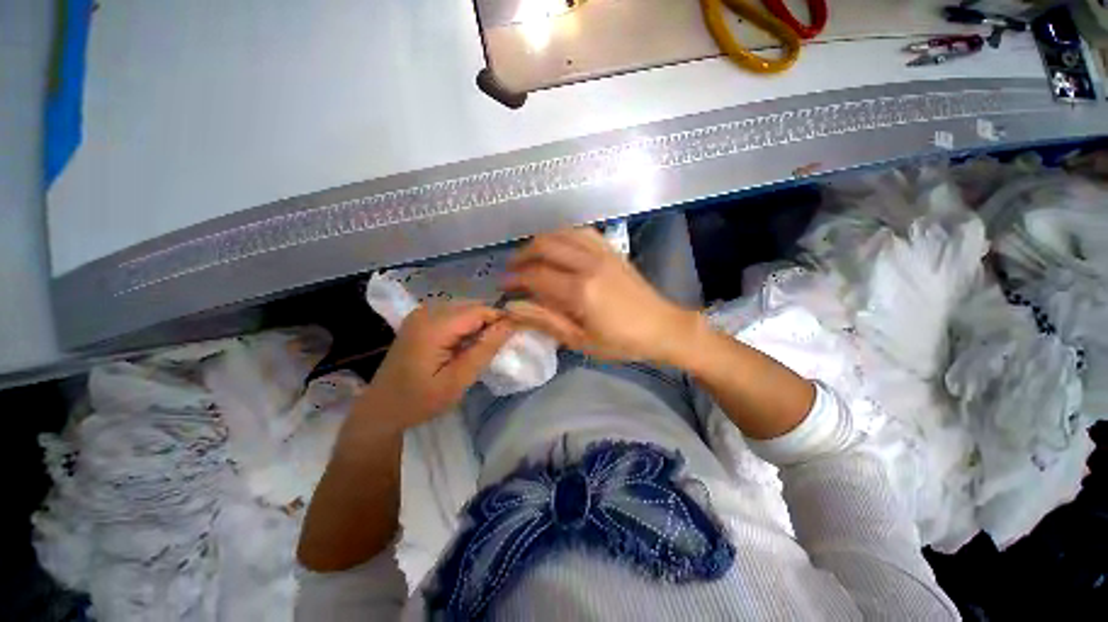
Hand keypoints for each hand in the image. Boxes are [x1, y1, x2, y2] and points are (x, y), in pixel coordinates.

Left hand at [356, 302, 515, 432]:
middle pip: (471, 305)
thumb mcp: (458, 380)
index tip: (514, 336)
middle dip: (489, 322)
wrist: (381, 409)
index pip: (479, 310)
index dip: (500, 319)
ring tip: (480, 348)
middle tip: (496, 347)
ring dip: (477, 323)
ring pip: (464, 308)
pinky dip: (465, 325)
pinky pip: (452, 313)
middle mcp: (426, 311)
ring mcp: (420, 313)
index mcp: (433, 326)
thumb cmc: (420, 401)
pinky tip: (464, 344)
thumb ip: (485, 349)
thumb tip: (510, 324)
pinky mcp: (419, 319)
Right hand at [503, 228, 698, 363]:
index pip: (536, 276)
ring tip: (530, 257)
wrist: (663, 327)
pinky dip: (564, 234)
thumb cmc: (622, 342)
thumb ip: (545, 321)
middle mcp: (589, 264)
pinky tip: (558, 245)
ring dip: (540, 242)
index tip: (503, 286)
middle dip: (522, 256)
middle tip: (512, 270)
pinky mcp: (612, 250)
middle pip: (545, 246)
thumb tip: (512, 308)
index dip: (515, 279)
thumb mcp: (580, 340)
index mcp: (580, 291)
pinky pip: (583, 232)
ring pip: (562, 233)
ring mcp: (602, 253)